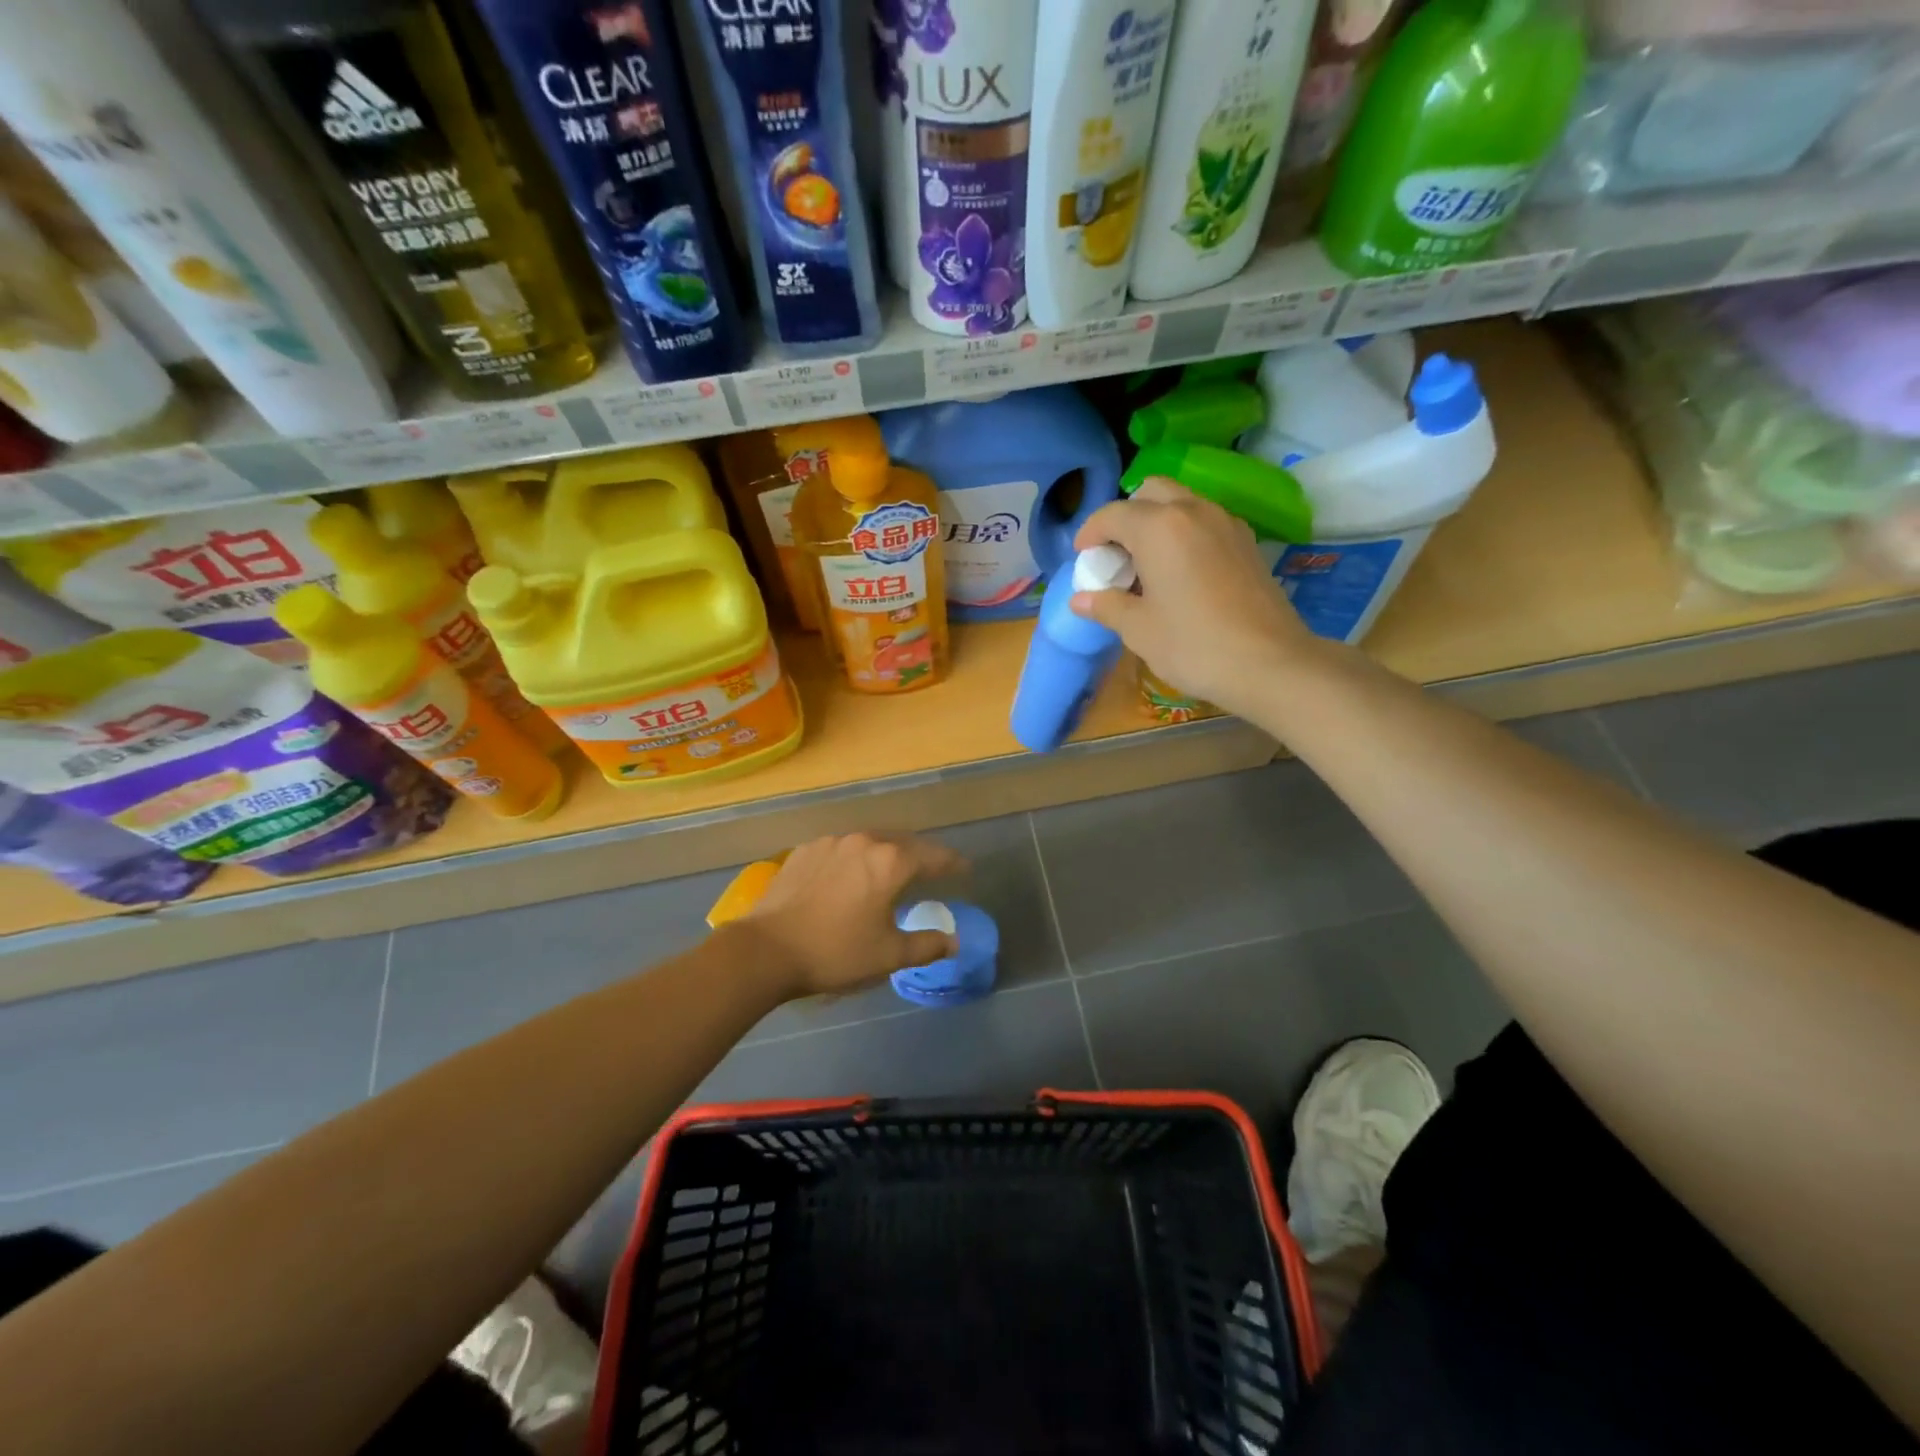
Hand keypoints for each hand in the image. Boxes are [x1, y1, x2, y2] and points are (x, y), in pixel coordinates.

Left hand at [743, 833, 967, 997]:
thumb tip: (953, 941)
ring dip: (887, 853)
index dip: (953, 863)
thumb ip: (926, 945)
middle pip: (903, 843)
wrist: (766, 949)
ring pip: (871, 842)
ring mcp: (832, 842)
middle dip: (921, 855)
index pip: (934, 856)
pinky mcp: (806, 850)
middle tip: (932, 869)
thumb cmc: (836, 952)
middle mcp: (865, 841)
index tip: (965, 869)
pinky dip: (856, 858)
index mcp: (891, 862)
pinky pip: (842, 848)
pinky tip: (851, 875)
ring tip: (892, 870)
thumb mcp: (888, 955)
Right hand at [1072, 478, 1314, 717]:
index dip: (1091, 533)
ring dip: (1157, 522)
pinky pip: (1206, 521)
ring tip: (1147, 565)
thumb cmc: (1193, 646)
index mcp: (1159, 527)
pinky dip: (1185, 533)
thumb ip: (1107, 606)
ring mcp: (1226, 523)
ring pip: (1182, 502)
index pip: (1113, 514)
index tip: (1083, 558)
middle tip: (1117, 554)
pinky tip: (1182, 572)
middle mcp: (1193, 511)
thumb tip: (1080, 600)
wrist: (1270, 663)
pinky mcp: (1247, 542)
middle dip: (1126, 516)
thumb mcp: (1139, 630)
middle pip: (1151, 492)